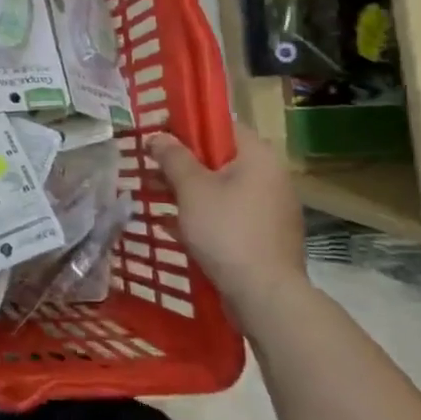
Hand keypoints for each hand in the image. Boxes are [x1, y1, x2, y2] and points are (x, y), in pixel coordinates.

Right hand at [146, 124, 306, 315]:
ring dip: (188, 190)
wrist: (264, 294)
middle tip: (150, 167)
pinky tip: (174, 226)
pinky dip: (203, 214)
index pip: (221, 125)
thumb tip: (158, 136)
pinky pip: (228, 213)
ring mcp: (270, 208)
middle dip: (182, 162)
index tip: (157, 134)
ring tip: (155, 196)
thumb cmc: (226, 230)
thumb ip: (173, 157)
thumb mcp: (191, 188)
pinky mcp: (264, 235)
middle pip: (220, 157)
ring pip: (221, 187)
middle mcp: (270, 177)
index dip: (186, 125)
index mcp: (258, 157)